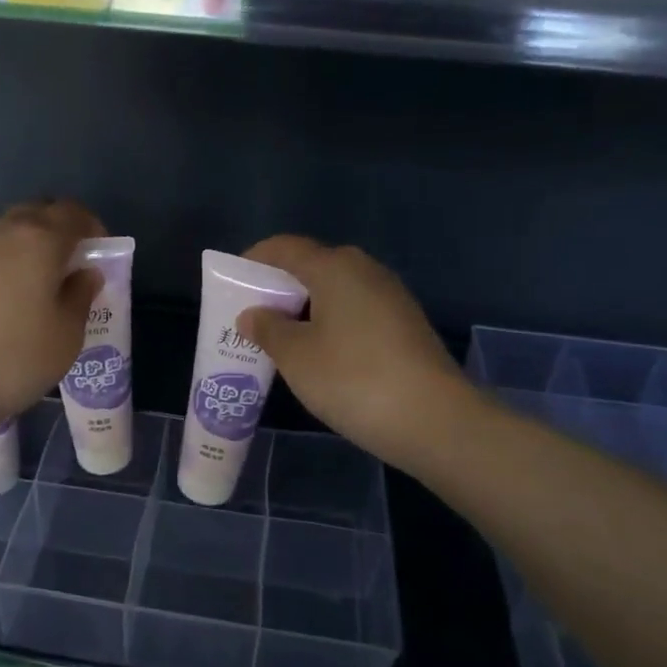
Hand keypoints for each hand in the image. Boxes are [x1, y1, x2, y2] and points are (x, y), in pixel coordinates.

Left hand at [0, 200, 104, 433]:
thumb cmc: (12, 359)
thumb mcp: (65, 336)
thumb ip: (80, 296)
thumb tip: (85, 273)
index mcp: (39, 240)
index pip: (73, 214)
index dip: (93, 227)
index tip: (100, 253)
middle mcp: (2, 231)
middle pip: (38, 212)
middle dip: (60, 228)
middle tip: (73, 263)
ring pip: (8, 226)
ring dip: (29, 239)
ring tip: (39, 276)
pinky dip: (4, 256)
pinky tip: (8, 291)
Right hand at [237, 237, 471, 470]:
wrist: (435, 419)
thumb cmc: (353, 379)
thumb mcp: (296, 357)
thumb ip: (268, 329)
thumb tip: (253, 314)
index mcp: (334, 267)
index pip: (285, 247)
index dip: (254, 259)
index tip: (231, 281)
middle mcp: (365, 270)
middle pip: (312, 266)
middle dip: (279, 286)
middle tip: (253, 315)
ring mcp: (391, 296)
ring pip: (336, 290)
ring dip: (305, 307)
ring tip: (281, 338)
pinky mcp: (405, 324)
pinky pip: (355, 310)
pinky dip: (330, 322)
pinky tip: (320, 353)